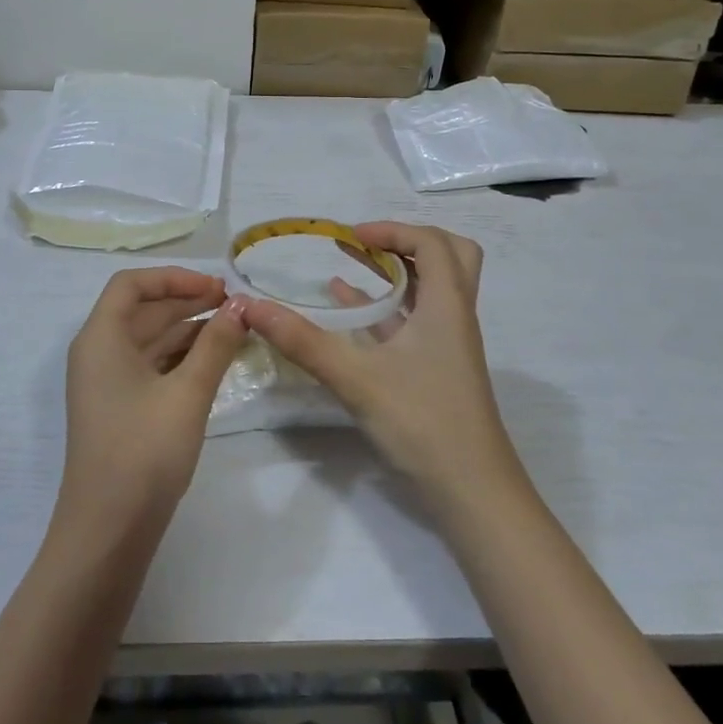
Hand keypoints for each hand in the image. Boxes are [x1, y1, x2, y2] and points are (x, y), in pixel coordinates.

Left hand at [59, 267, 246, 531]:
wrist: (108, 530)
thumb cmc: (144, 452)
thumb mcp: (187, 394)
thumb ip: (215, 345)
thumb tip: (240, 306)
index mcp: (101, 338)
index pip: (131, 285)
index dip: (174, 278)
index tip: (216, 288)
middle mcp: (98, 352)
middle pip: (142, 310)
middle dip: (187, 301)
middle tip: (235, 305)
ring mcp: (106, 383)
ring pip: (149, 340)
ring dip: (188, 330)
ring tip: (234, 329)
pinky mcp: (119, 408)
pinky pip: (150, 366)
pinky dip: (180, 358)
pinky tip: (214, 361)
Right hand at [239, 223, 525, 513]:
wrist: (472, 494)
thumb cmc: (423, 423)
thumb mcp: (356, 378)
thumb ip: (302, 341)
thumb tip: (250, 307)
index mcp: (447, 306)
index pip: (431, 243)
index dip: (392, 229)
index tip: (350, 236)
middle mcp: (453, 317)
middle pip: (447, 257)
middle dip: (405, 241)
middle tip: (365, 243)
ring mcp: (447, 345)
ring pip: (429, 290)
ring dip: (394, 272)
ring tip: (349, 262)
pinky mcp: (436, 369)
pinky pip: (412, 322)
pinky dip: (384, 308)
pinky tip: (346, 311)